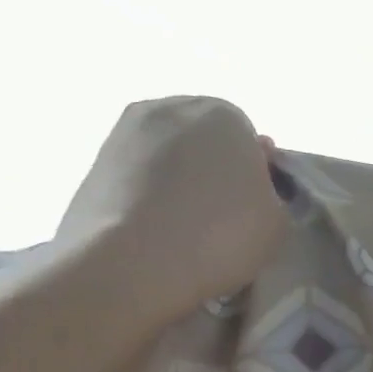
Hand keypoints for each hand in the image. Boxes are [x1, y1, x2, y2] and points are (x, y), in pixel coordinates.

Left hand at [53, 96, 288, 330]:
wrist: (130, 264)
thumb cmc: (220, 237)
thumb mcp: (278, 222)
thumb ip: (272, 191)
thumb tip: (250, 179)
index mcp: (224, 114)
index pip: (249, 139)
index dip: (255, 174)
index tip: (252, 207)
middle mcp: (172, 107)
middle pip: (206, 139)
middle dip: (214, 168)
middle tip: (221, 215)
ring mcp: (125, 130)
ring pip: (169, 154)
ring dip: (179, 179)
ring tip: (184, 226)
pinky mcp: (94, 160)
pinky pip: (138, 173)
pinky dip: (147, 192)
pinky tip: (154, 228)